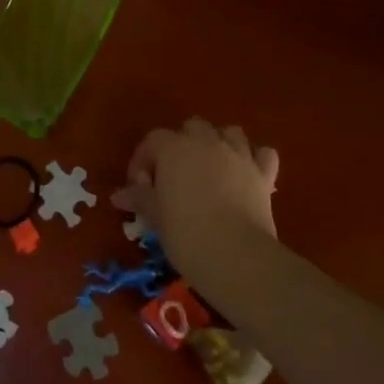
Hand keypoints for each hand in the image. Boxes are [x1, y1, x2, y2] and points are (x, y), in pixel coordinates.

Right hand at [112, 118, 279, 278]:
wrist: (236, 255)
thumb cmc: (185, 232)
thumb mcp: (155, 216)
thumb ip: (139, 198)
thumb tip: (119, 195)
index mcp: (174, 149)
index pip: (152, 140)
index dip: (142, 161)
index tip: (139, 187)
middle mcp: (207, 143)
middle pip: (192, 128)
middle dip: (181, 145)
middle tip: (174, 176)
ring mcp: (239, 155)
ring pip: (228, 132)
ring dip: (218, 144)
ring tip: (210, 169)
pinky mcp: (264, 174)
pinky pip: (262, 153)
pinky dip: (253, 159)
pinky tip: (245, 175)